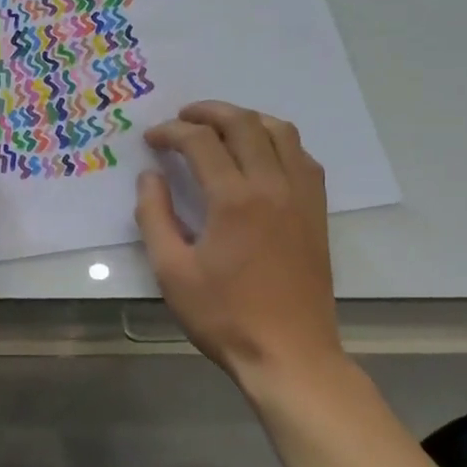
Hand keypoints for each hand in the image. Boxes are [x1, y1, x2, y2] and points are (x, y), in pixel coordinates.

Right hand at [139, 101, 344, 389]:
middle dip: (208, 112)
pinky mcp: (317, 212)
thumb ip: (154, 217)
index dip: (171, 132)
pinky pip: (302, 157)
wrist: (289, 354)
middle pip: (244, 123)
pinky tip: (260, 156)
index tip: (151, 139)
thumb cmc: (224, 316)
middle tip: (182, 118)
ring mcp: (302, 196)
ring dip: (247, 119)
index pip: (201, 141)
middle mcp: (273, 185)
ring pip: (281, 132)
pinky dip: (277, 142)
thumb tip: (150, 177)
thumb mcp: (171, 271)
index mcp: (234, 199)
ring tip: (221, 128)